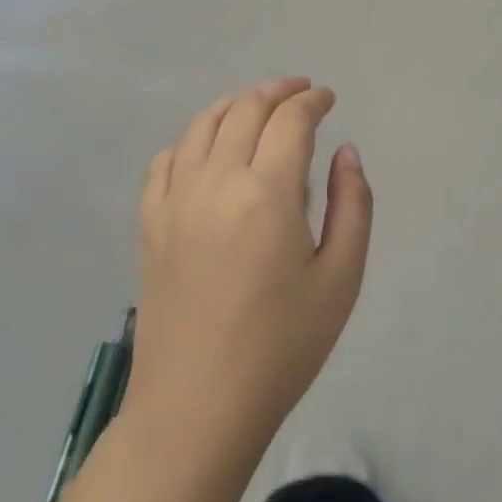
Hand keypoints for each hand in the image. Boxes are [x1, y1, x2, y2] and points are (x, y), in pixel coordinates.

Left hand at [126, 79, 372, 447]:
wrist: (197, 409)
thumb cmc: (282, 347)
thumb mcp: (341, 277)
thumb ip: (352, 204)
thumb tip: (345, 152)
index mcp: (267, 194)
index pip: (290, 120)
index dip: (312, 101)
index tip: (328, 99)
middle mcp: (215, 183)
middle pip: (245, 110)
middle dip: (278, 91)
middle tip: (301, 92)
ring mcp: (174, 202)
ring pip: (202, 125)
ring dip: (236, 104)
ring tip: (259, 106)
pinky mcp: (149, 225)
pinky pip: (166, 160)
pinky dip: (192, 139)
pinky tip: (207, 149)